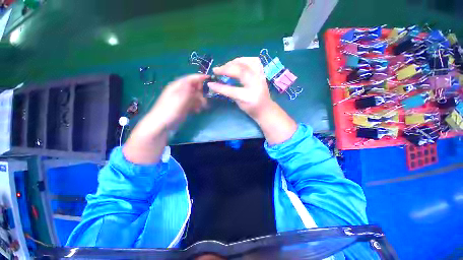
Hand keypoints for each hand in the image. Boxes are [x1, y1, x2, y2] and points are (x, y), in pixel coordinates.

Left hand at [150, 74, 208, 130]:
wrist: (161, 126)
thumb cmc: (169, 111)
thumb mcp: (179, 99)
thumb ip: (188, 89)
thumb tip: (196, 80)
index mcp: (177, 86)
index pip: (190, 79)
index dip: (199, 78)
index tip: (209, 79)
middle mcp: (180, 91)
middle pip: (194, 87)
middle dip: (201, 92)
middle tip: (205, 100)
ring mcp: (182, 100)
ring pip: (195, 96)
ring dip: (200, 101)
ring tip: (202, 107)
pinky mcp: (184, 107)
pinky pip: (193, 103)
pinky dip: (197, 106)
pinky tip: (197, 111)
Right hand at [207, 57, 272, 119]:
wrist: (266, 108)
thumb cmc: (252, 109)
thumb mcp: (239, 104)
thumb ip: (229, 93)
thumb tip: (216, 84)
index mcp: (250, 97)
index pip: (232, 90)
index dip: (219, 87)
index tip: (210, 83)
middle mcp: (256, 85)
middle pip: (241, 71)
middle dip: (226, 68)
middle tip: (217, 70)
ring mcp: (261, 78)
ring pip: (248, 62)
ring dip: (235, 62)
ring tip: (227, 66)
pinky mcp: (262, 73)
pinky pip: (254, 61)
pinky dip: (244, 59)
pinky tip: (238, 63)